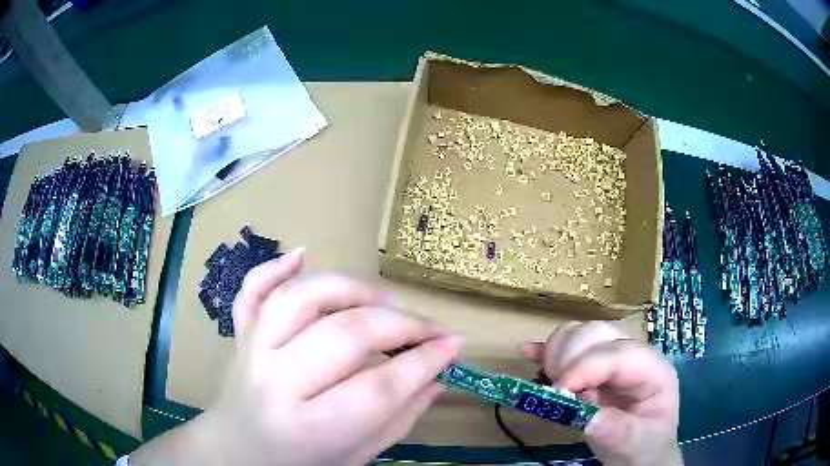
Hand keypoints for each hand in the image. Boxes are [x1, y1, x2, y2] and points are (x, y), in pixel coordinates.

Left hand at [133, 249, 460, 465]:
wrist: (239, 451)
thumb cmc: (303, 462)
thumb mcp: (359, 455)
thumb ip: (401, 417)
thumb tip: (440, 374)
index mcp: (310, 427)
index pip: (378, 387)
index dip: (424, 361)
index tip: (454, 344)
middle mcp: (276, 383)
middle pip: (344, 336)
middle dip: (400, 324)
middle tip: (428, 328)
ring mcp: (252, 351)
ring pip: (299, 299)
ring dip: (349, 289)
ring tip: (382, 300)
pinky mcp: (240, 334)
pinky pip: (252, 290)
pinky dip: (275, 267)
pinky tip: (302, 254)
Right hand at [520, 322, 681, 465]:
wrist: (641, 454)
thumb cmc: (644, 448)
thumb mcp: (635, 443)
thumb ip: (614, 429)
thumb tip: (582, 414)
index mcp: (653, 371)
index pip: (619, 354)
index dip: (586, 367)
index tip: (559, 392)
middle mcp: (633, 356)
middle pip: (599, 334)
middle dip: (571, 357)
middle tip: (556, 392)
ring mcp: (612, 359)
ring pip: (581, 334)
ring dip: (558, 353)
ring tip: (551, 384)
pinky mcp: (593, 368)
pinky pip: (569, 349)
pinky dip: (549, 350)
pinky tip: (530, 353)